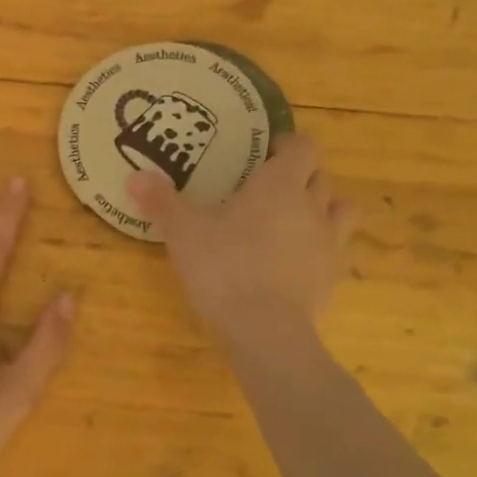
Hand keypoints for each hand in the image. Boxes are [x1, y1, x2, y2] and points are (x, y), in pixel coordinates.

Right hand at [128, 134, 352, 338]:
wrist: (266, 331)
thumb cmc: (224, 268)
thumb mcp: (183, 232)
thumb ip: (162, 202)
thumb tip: (136, 176)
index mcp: (279, 185)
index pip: (303, 147)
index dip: (288, 145)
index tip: (266, 152)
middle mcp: (312, 206)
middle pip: (320, 176)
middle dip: (300, 176)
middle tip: (268, 186)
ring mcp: (329, 243)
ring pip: (340, 210)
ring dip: (322, 207)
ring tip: (293, 219)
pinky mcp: (332, 277)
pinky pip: (335, 249)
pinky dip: (319, 247)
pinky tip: (294, 261)